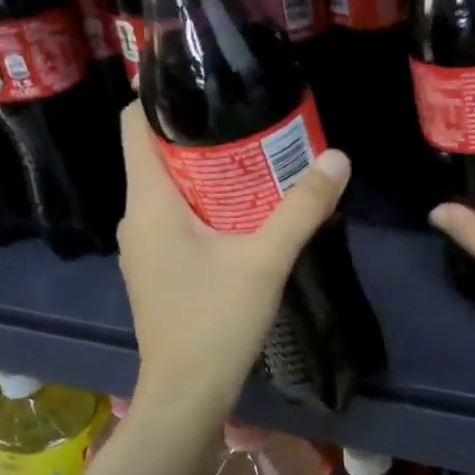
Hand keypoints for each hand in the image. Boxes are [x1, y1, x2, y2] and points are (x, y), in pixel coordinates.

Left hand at [118, 102, 350, 417]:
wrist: (186, 394)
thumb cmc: (216, 322)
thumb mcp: (266, 261)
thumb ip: (302, 208)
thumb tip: (338, 158)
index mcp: (149, 203)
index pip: (136, 124)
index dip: (164, 94)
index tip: (209, 80)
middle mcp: (137, 217)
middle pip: (159, 153)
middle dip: (204, 132)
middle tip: (254, 118)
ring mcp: (145, 246)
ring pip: (172, 189)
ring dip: (210, 171)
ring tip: (259, 158)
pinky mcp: (158, 269)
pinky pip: (177, 218)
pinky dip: (208, 205)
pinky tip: (246, 212)